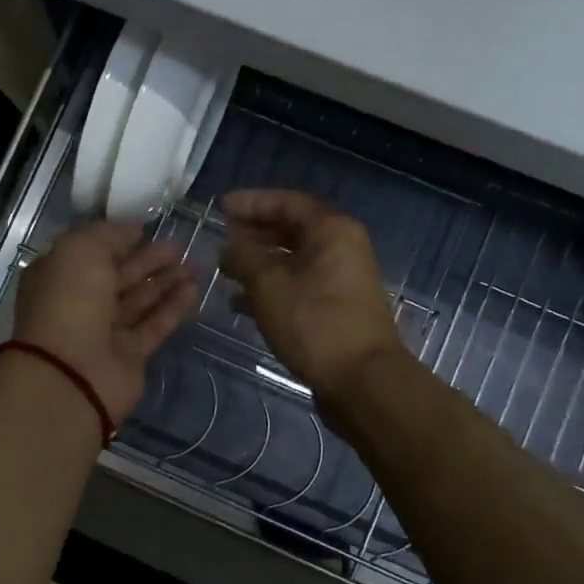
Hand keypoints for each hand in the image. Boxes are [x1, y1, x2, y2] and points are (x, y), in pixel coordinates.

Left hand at [11, 221, 198, 422]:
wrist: (71, 373)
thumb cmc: (69, 301)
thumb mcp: (80, 250)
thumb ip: (107, 235)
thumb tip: (131, 231)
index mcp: (59, 277)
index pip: (92, 254)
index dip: (118, 241)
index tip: (147, 230)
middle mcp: (80, 303)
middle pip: (118, 277)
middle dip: (147, 261)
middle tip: (178, 246)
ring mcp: (105, 332)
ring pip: (139, 301)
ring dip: (165, 282)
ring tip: (193, 264)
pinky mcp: (130, 355)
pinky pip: (154, 325)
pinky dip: (173, 307)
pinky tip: (194, 288)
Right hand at [220, 190, 405, 402]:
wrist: (361, 380)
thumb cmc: (314, 321)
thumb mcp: (268, 283)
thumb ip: (243, 257)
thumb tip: (228, 249)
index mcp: (333, 231)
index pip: (289, 202)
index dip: (253, 202)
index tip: (222, 207)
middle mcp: (343, 249)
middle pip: (294, 230)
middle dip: (256, 232)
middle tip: (223, 235)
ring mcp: (342, 282)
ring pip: (294, 261)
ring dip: (260, 262)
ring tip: (227, 268)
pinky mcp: (336, 310)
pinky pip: (298, 286)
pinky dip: (271, 289)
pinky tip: (242, 302)